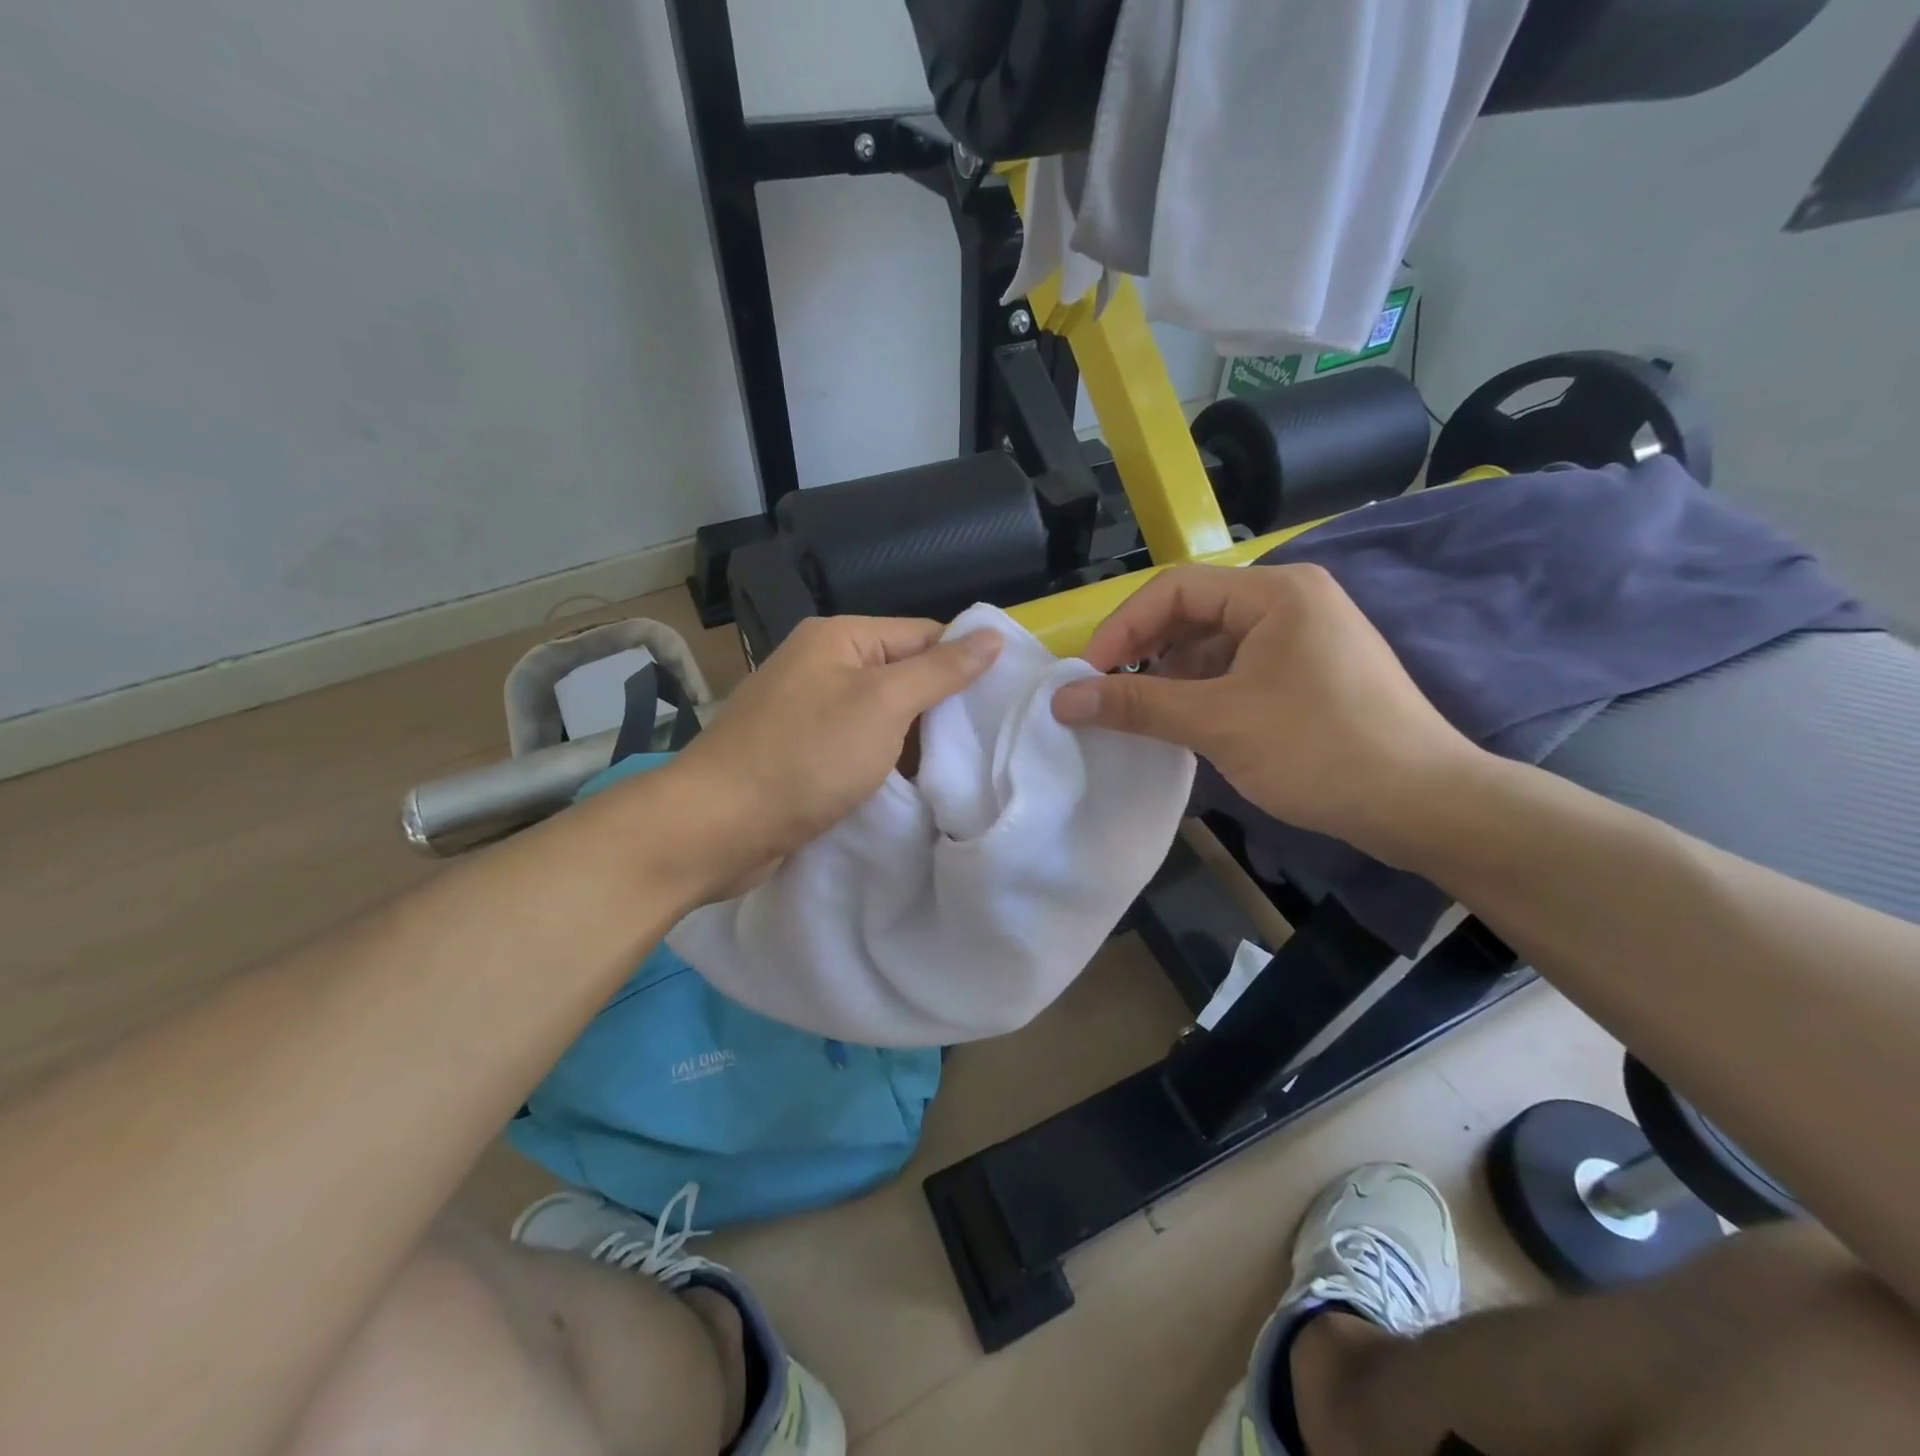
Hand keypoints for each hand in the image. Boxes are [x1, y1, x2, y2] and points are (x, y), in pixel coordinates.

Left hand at [659, 616, 1000, 897]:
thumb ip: (940, 671)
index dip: (965, 662)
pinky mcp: (801, 753)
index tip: (1005, 700)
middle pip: (902, 675)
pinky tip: (914, 785)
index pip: (923, 634)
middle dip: (942, 707)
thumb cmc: (805, 757)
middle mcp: (821, 665)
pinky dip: (885, 762)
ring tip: (963, 766)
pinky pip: (858, 747)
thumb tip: (992, 637)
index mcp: (839, 637)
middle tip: (989, 741)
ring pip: (882, 717)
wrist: (717, 827)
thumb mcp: (884, 705)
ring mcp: (807, 711)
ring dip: (915, 740)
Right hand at [1050, 565, 1483, 860]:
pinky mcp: (1311, 673)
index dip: (1121, 628)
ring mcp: (1305, 637)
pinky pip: (1239, 669)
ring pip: (1214, 644)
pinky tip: (1186, 723)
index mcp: (1275, 592)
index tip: (1088, 677)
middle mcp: (1291, 601)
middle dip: (1144, 651)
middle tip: (1107, 694)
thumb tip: (1062, 699)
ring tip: (1142, 714)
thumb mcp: (1218, 723)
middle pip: (1193, 612)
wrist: (1424, 805)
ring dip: (1171, 675)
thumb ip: (1136, 704)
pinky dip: (1203, 691)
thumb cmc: (1319, 750)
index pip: (1174, 589)